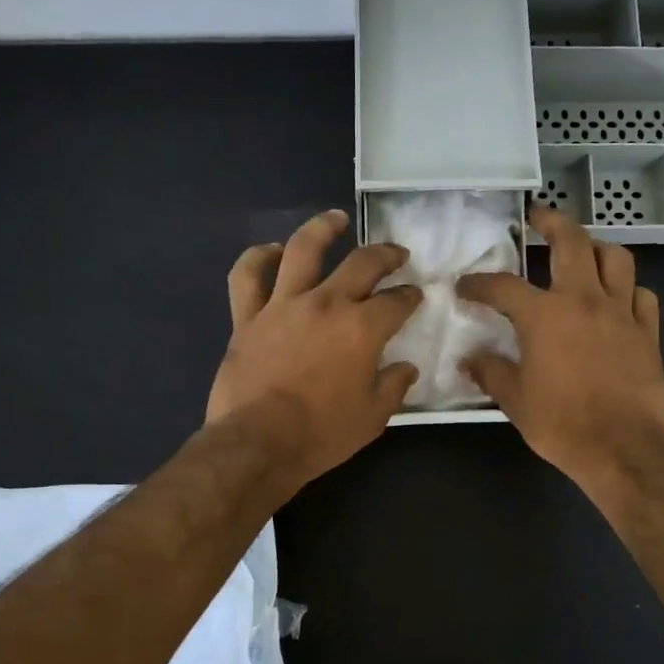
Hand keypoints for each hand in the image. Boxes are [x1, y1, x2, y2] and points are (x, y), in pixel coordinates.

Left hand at [207, 209, 421, 490]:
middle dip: (386, 254)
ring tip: (336, 219)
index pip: (397, 301)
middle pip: (362, 263)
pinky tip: (271, 251)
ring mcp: (283, 305)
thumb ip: (393, 386)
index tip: (416, 296)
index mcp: (362, 328)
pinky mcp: (248, 317)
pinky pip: (247, 276)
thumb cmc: (321, 434)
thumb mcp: (372, 417)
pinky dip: (258, 258)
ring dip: (322, 228)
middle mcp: (326, 303)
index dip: (411, 297)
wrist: (257, 444)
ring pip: (302, 250)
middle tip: (397, 254)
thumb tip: (405, 368)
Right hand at [457, 204, 663, 487]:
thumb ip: (491, 373)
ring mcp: (621, 312)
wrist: (623, 447)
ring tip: (585, 251)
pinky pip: (642, 295)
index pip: (503, 286)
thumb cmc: (562, 423)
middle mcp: (584, 300)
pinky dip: (629, 289)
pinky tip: (619, 298)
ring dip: (597, 247)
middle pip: (572, 242)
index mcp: (544, 315)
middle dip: (552, 222)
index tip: (465, 287)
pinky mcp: (648, 332)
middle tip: (539, 216)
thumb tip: (469, 360)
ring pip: (616, 259)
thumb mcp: (515, 401)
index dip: (479, 283)